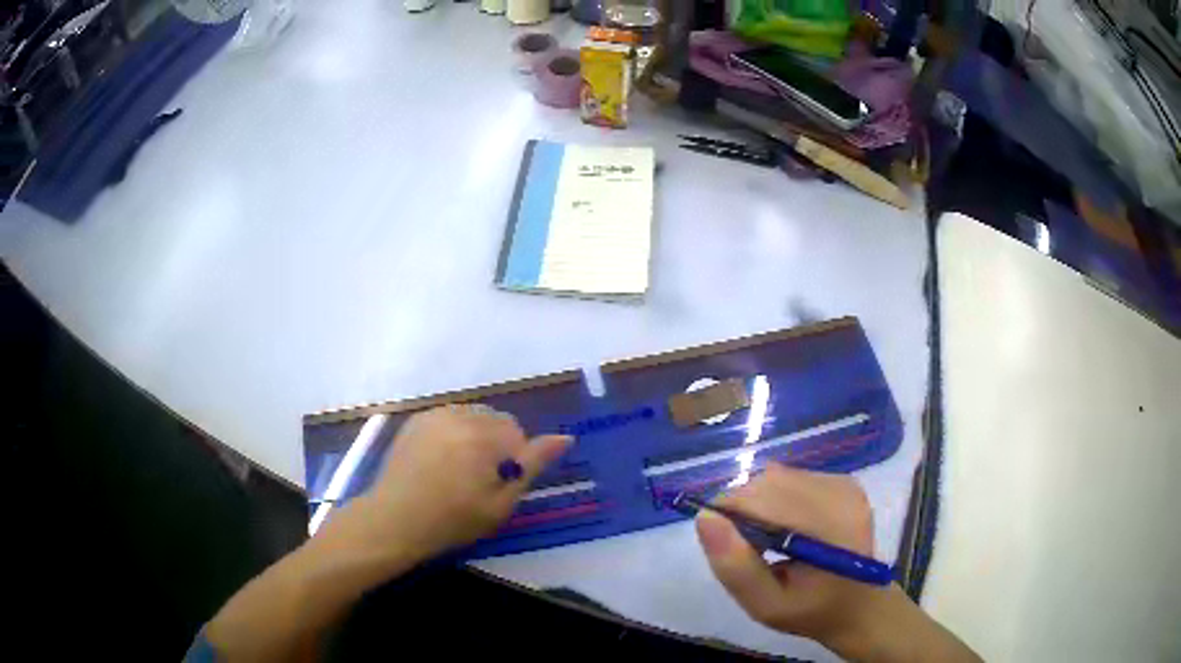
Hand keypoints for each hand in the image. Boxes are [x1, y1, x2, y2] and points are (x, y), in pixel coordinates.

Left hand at [317, 405, 571, 569]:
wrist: (395, 519)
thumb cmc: (453, 520)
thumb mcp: (501, 503)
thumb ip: (533, 465)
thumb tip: (565, 438)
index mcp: (484, 436)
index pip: (518, 435)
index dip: (512, 463)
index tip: (495, 486)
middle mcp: (461, 415)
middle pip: (496, 421)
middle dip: (495, 445)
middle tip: (477, 480)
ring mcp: (436, 414)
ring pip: (474, 417)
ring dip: (475, 436)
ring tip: (457, 470)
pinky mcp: (417, 418)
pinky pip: (450, 416)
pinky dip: (453, 433)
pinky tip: (439, 460)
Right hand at [695, 464, 881, 643]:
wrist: (858, 605)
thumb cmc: (810, 611)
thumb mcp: (764, 605)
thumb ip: (734, 567)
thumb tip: (705, 517)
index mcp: (829, 528)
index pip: (763, 498)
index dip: (729, 511)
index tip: (719, 540)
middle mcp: (841, 495)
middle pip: (769, 482)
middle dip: (743, 507)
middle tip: (743, 546)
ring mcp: (845, 484)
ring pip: (777, 476)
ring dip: (759, 502)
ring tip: (765, 539)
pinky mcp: (843, 481)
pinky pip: (792, 477)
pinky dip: (776, 497)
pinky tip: (785, 526)